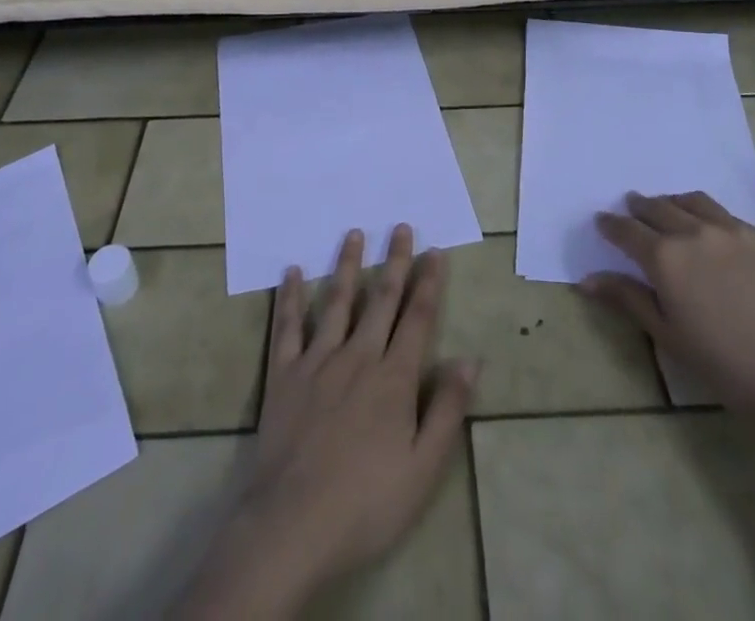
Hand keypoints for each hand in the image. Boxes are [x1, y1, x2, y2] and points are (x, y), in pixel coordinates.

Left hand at [172, 226, 476, 617]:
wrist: (292, 526)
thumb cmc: (366, 504)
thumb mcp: (424, 469)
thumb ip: (447, 410)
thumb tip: (469, 359)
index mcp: (394, 378)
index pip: (418, 319)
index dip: (429, 283)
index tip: (434, 251)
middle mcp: (358, 356)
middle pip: (381, 299)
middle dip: (394, 262)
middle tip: (400, 227)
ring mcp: (318, 361)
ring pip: (337, 302)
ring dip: (347, 265)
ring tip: (354, 234)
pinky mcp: (284, 374)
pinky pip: (288, 326)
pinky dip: (290, 297)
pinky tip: (292, 272)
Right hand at [582, 191, 754, 423]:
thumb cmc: (730, 366)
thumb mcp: (670, 337)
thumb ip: (629, 299)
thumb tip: (588, 279)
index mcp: (665, 257)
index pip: (627, 230)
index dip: (611, 225)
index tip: (602, 221)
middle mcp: (694, 232)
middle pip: (658, 208)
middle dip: (640, 207)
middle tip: (631, 208)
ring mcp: (733, 231)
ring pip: (693, 202)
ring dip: (673, 202)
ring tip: (668, 207)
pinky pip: (728, 215)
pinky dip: (708, 214)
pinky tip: (714, 229)